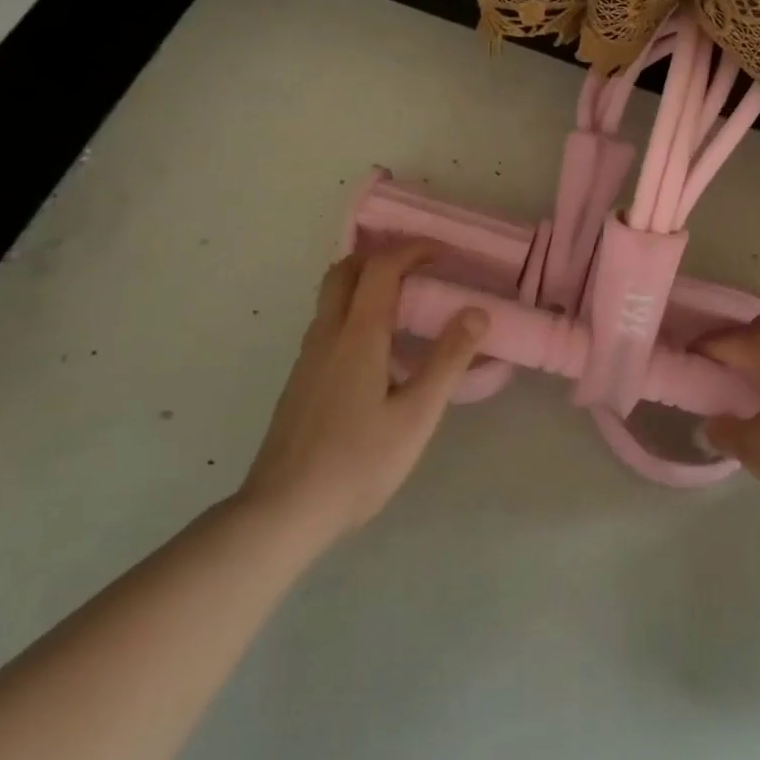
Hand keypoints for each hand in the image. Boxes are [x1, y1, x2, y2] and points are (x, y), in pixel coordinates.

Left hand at [243, 243, 487, 543]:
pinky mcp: (300, 380)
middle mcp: (327, 334)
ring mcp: (308, 357)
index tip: (444, 254)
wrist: (283, 511)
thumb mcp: (416, 414)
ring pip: (332, 296)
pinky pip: (328, 323)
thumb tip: (476, 312)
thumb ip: (448, 360)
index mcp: (358, 334)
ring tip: (404, 304)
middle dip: (382, 255)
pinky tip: (377, 351)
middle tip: (419, 269)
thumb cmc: (358, 463)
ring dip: (365, 281)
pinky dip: (354, 310)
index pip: (381, 266)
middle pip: (346, 269)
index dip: (413, 249)